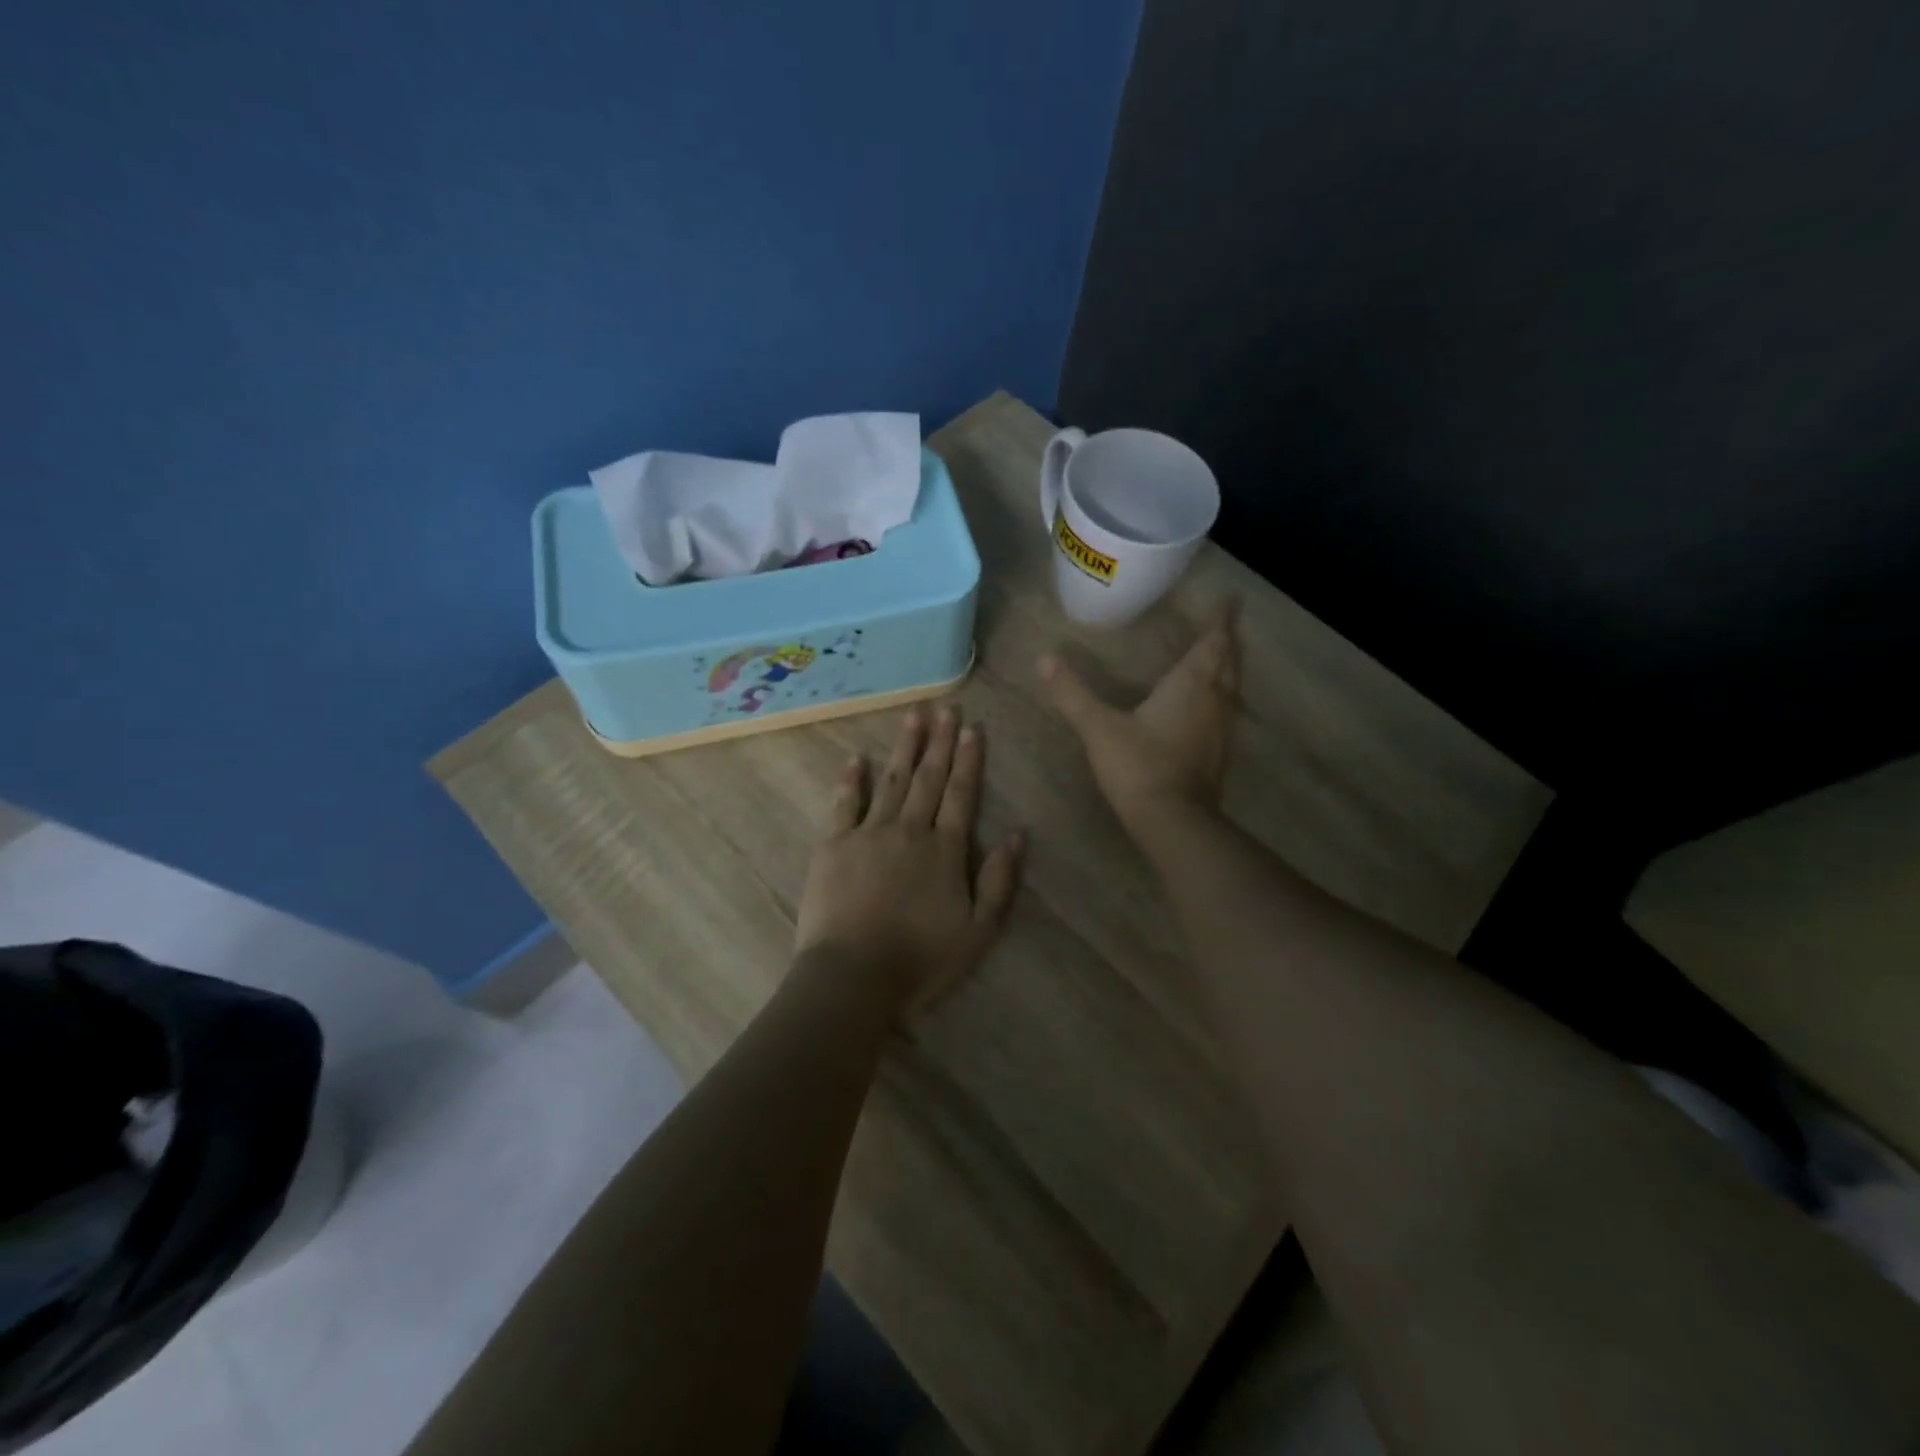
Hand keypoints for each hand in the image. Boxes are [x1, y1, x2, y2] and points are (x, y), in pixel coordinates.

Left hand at [795, 707, 1024, 1014]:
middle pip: (928, 778)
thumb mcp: (978, 930)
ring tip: (913, 716)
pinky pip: (843, 804)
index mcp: (945, 849)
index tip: (973, 728)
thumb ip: (999, 880)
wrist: (853, 976)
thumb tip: (1018, 834)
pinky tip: (855, 757)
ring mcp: (868, 834)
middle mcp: (909, 830)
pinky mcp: (833, 845)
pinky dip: (850, 779)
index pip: (961, 794)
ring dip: (904, 747)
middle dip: (940, 741)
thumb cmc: (921, 959)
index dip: (969, 760)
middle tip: (946, 708)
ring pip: (890, 781)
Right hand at [1040, 607, 1240, 831]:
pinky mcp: (1217, 755)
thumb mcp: (1099, 727)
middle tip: (1226, 626)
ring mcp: (1220, 730)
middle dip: (1228, 643)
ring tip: (1221, 659)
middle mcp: (1214, 702)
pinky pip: (1226, 713)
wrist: (1173, 822)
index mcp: (1191, 685)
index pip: (1213, 644)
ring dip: (1229, 670)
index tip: (1230, 600)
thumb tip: (1044, 658)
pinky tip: (1210, 707)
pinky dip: (1222, 699)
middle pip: (1229, 663)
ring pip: (1232, 690)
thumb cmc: (1139, 766)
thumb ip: (1072, 693)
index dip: (1221, 621)